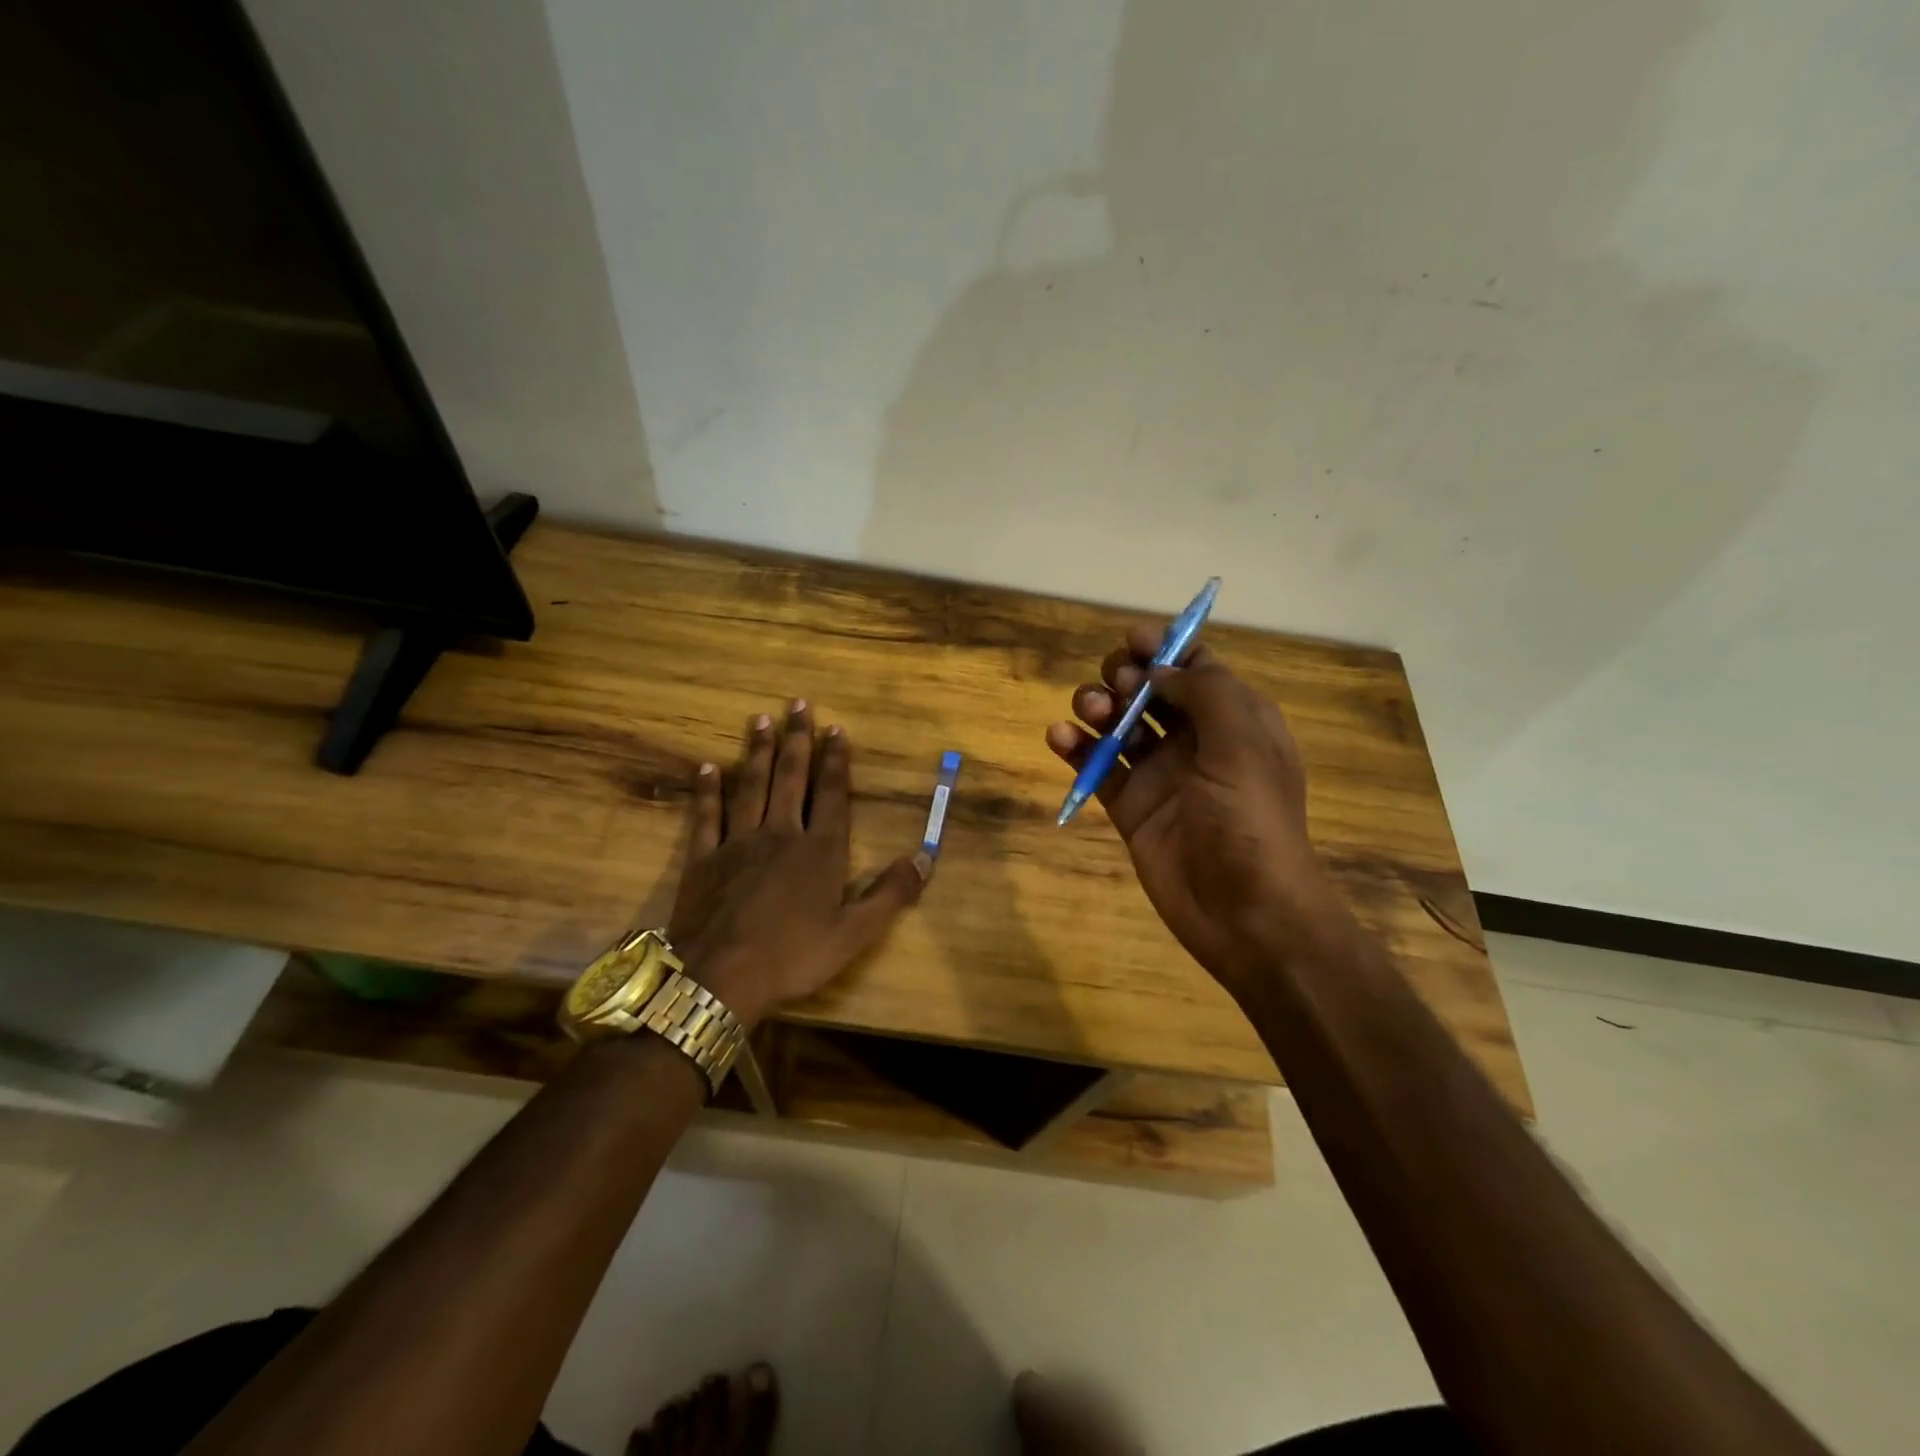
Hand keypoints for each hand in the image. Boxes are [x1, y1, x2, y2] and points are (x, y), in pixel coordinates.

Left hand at [667, 701, 930, 1027]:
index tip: (835, 728)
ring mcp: (738, 843)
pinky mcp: (703, 859)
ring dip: (756, 751)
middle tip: (796, 704)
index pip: (831, 793)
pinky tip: (708, 767)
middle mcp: (781, 834)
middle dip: (796, 739)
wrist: (721, 979)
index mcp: (819, 850)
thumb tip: (925, 858)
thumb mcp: (854, 933)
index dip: (835, 760)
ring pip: (750, 786)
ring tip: (759, 719)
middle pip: (790, 777)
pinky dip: (707, 791)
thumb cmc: (794, 957)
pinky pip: (706, 816)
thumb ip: (890, 894)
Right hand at [1045, 629, 1346, 987]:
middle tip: (1116, 689)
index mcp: (1234, 720)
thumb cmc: (1251, 819)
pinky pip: (1097, 768)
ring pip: (1118, 725)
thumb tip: (1158, 671)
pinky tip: (1059, 738)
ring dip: (1096, 708)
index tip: (1132, 640)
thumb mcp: (1242, 742)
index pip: (1194, 668)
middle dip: (1125, 677)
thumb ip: (1203, 691)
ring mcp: (1160, 775)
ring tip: (1088, 714)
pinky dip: (1075, 748)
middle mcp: (1196, 741)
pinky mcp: (1130, 807)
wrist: (1245, 911)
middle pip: (1149, 691)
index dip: (1164, 648)